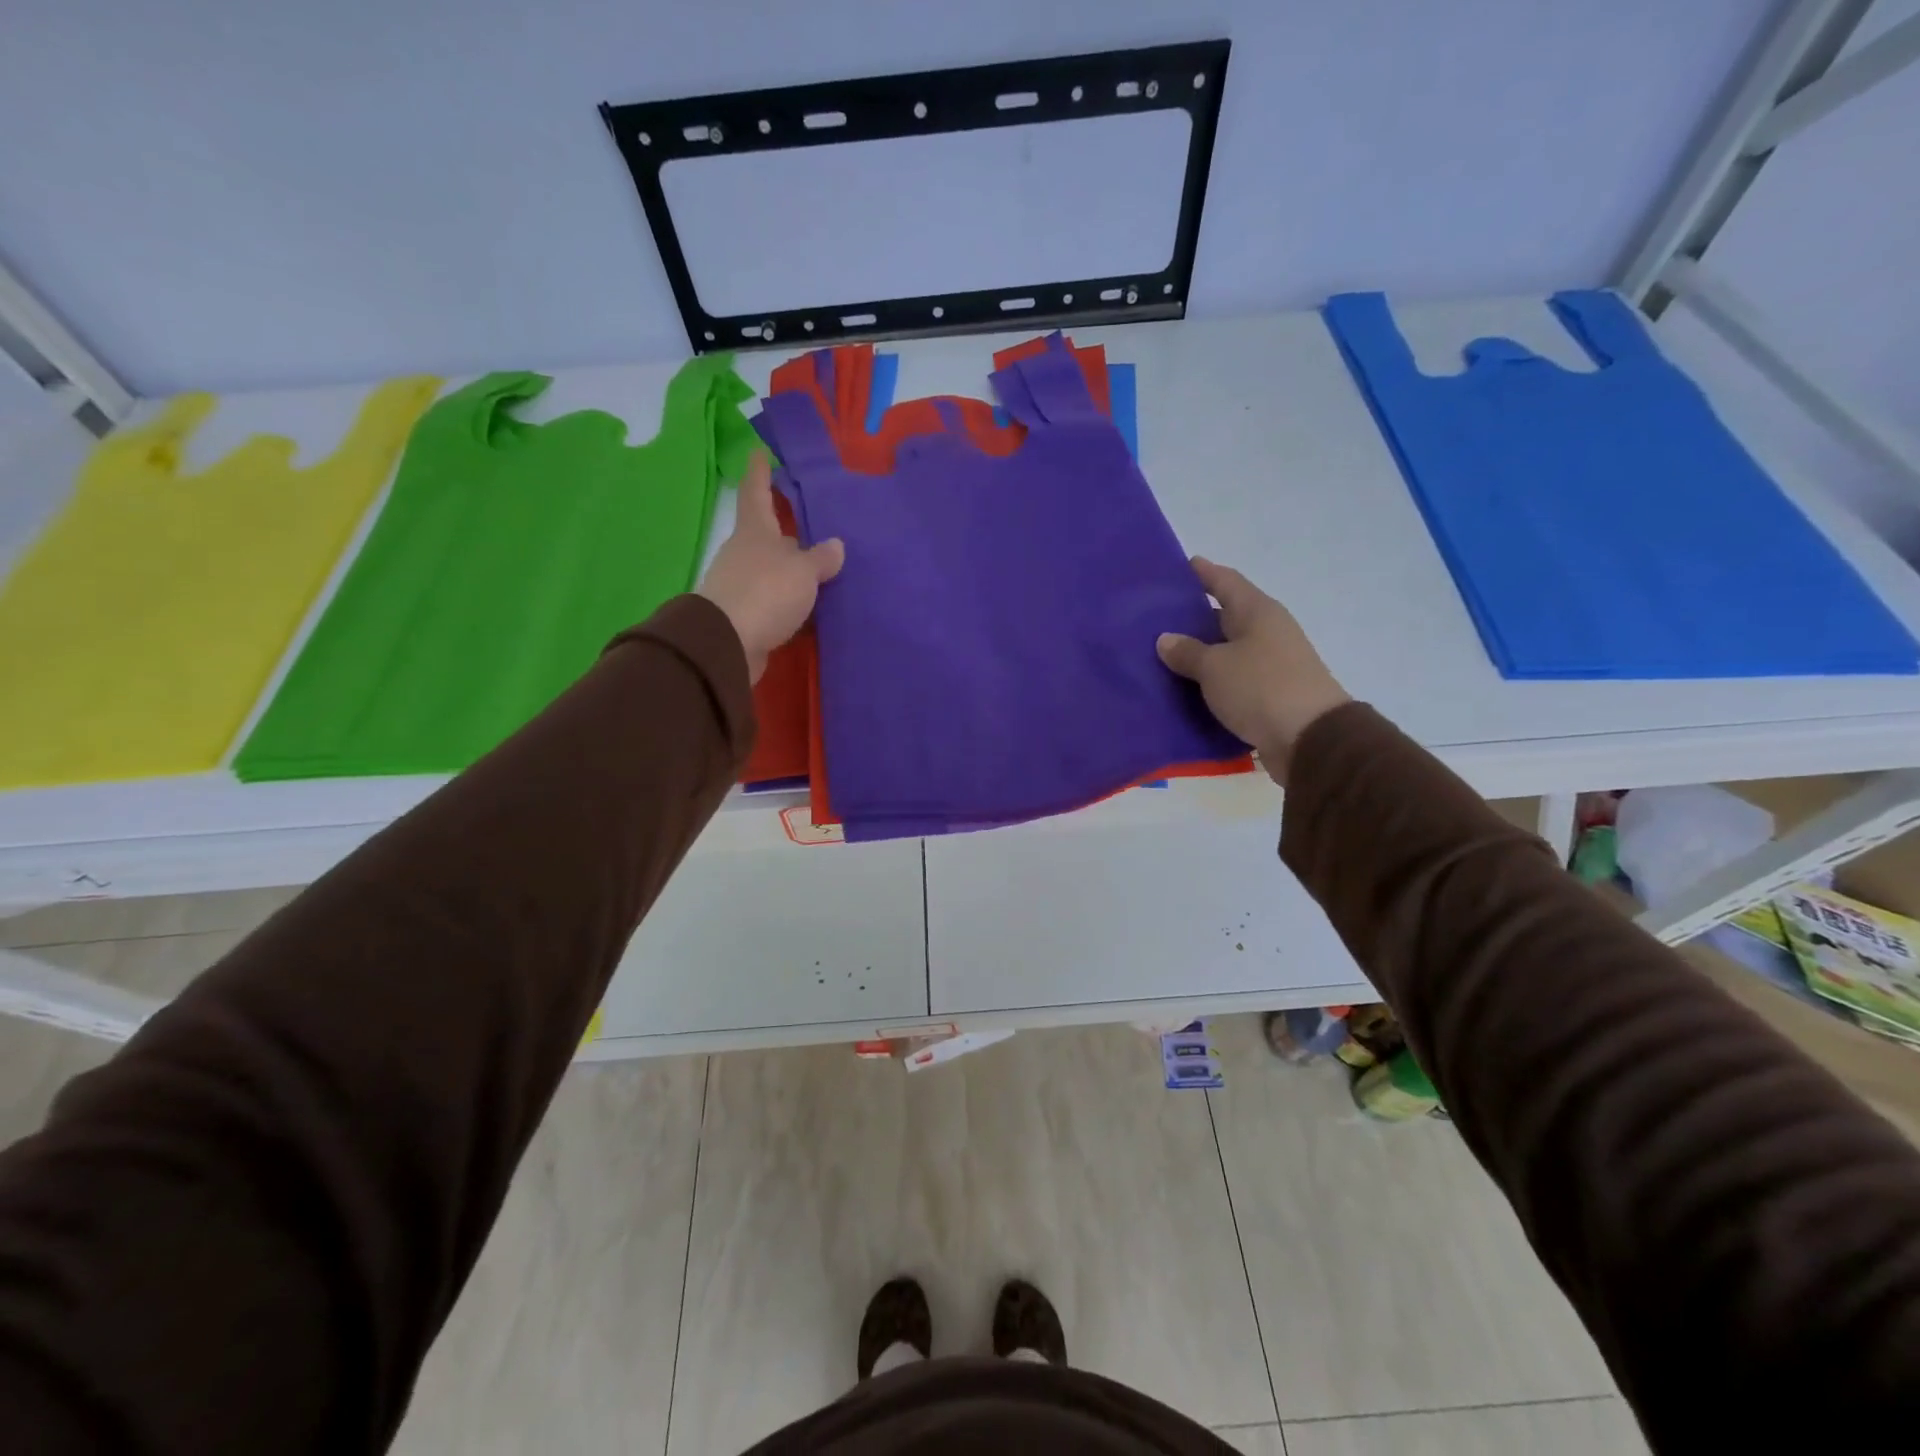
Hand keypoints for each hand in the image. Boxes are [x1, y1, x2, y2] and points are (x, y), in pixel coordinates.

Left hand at [698, 452, 844, 682]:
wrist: (728, 644)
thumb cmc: (766, 592)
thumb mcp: (802, 571)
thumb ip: (821, 558)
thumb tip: (835, 546)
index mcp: (755, 532)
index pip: (756, 493)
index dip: (759, 473)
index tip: (759, 452)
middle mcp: (744, 554)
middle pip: (766, 536)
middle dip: (785, 532)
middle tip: (811, 527)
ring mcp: (741, 586)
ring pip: (771, 571)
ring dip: (790, 572)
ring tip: (820, 573)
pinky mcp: (744, 617)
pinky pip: (773, 602)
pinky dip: (789, 603)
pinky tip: (809, 609)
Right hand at [1157, 557, 1349, 785]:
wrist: (1310, 739)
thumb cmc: (1261, 688)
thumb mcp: (1215, 667)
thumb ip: (1187, 652)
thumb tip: (1166, 638)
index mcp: (1257, 612)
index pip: (1225, 581)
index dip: (1203, 573)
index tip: (1180, 565)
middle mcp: (1267, 632)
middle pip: (1226, 616)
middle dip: (1194, 616)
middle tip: (1157, 617)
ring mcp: (1271, 665)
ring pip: (1227, 651)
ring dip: (1200, 653)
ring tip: (1163, 655)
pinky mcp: (1269, 696)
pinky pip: (1232, 681)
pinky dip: (1210, 682)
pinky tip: (1184, 688)